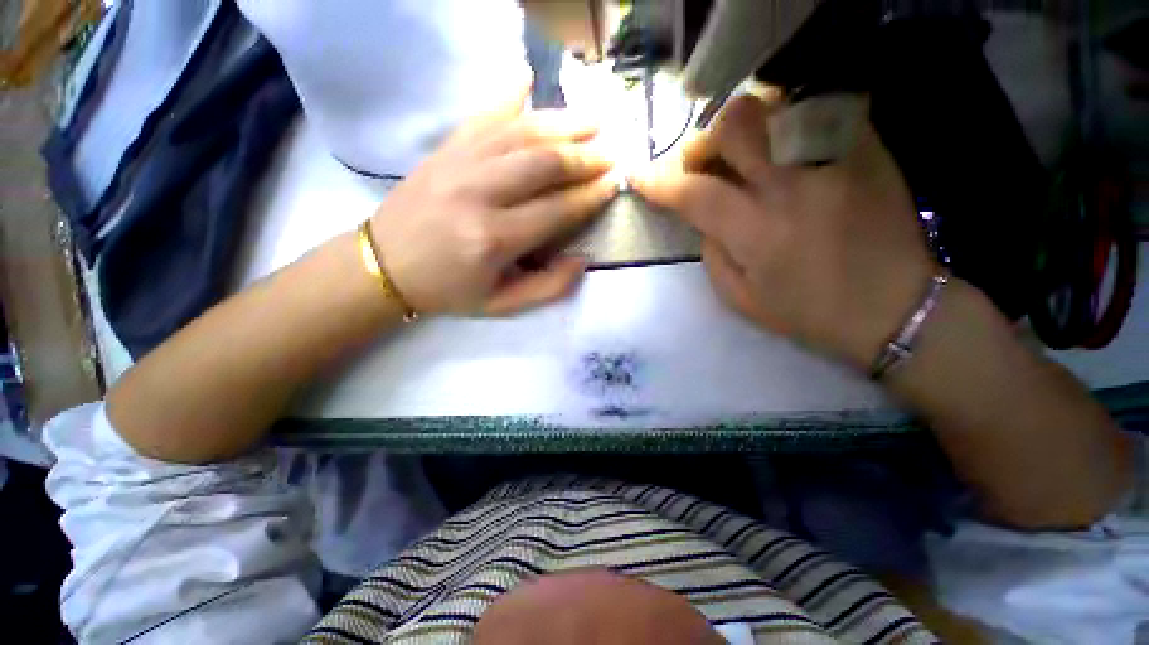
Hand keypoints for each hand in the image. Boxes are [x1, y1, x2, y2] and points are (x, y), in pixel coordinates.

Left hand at [370, 80, 616, 316]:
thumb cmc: (449, 290)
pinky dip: (508, 94)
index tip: (613, 185)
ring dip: (562, 122)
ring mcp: (458, 163)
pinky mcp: (444, 149)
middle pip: (544, 163)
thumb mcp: (502, 305)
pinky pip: (482, 114)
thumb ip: (547, 288)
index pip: (557, 209)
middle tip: (610, 154)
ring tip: (592, 120)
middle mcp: (479, 193)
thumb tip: (581, 259)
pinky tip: (527, 77)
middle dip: (584, 157)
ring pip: (520, 132)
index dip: (590, 196)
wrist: (385, 265)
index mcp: (494, 238)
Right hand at [633, 95, 936, 367]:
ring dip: (743, 127)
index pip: (694, 192)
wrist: (895, 308)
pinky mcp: (867, 149)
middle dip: (705, 140)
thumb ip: (712, 253)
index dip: (658, 182)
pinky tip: (784, 150)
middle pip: (735, 125)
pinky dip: (785, 124)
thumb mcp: (740, 299)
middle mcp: (792, 185)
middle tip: (702, 163)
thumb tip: (705, 217)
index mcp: (757, 231)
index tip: (638, 175)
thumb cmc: (809, 312)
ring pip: (775, 106)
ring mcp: (835, 159)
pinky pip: (817, 110)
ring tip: (742, 154)